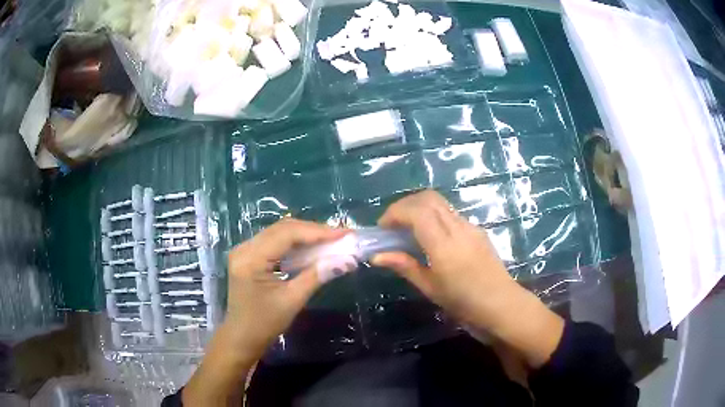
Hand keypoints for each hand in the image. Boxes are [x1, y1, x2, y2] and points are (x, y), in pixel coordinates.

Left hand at [224, 218, 347, 357]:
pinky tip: (312, 248)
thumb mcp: (292, 300)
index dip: (318, 231)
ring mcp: (245, 250)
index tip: (345, 233)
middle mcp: (245, 248)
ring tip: (332, 240)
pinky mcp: (249, 256)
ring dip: (306, 236)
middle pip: (283, 229)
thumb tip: (346, 260)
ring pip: (280, 233)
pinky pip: (275, 242)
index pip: (287, 234)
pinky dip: (295, 244)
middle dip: (314, 231)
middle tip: (341, 236)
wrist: (242, 338)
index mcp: (251, 258)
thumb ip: (317, 275)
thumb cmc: (264, 324)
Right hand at [372, 190, 563, 367]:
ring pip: (440, 203)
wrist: (502, 305)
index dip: (395, 213)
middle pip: (428, 198)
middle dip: (405, 204)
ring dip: (420, 208)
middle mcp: (458, 228)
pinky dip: (434, 216)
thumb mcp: (430, 288)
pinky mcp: (477, 230)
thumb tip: (377, 256)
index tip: (383, 228)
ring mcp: (471, 226)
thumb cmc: (464, 303)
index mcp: (444, 245)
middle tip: (393, 224)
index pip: (416, 211)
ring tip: (409, 230)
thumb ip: (405, 266)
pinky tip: (431, 238)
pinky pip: (451, 214)